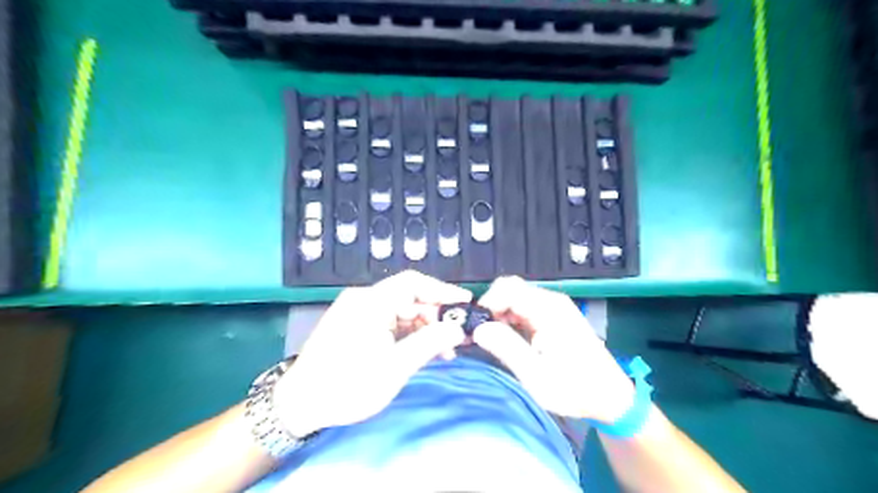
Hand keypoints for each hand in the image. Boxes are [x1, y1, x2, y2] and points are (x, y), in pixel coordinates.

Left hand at [274, 271, 473, 436]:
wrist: (298, 405)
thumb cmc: (347, 385)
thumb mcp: (394, 367)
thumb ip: (430, 343)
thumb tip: (458, 328)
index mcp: (371, 302)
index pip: (414, 283)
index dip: (443, 291)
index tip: (465, 305)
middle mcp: (364, 299)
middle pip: (409, 298)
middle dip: (436, 316)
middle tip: (458, 337)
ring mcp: (359, 312)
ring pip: (402, 312)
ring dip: (424, 328)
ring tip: (445, 350)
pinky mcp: (356, 326)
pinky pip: (390, 323)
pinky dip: (408, 335)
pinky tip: (422, 351)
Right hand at [478, 278, 635, 423]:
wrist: (610, 396)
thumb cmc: (574, 388)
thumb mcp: (535, 375)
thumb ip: (506, 348)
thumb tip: (478, 328)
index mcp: (547, 310)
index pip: (506, 288)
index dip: (486, 304)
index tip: (476, 328)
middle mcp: (551, 301)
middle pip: (510, 288)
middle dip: (491, 307)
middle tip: (483, 335)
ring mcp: (554, 306)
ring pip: (516, 296)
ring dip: (500, 313)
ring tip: (493, 340)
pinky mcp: (555, 315)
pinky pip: (525, 306)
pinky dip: (511, 317)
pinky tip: (510, 338)